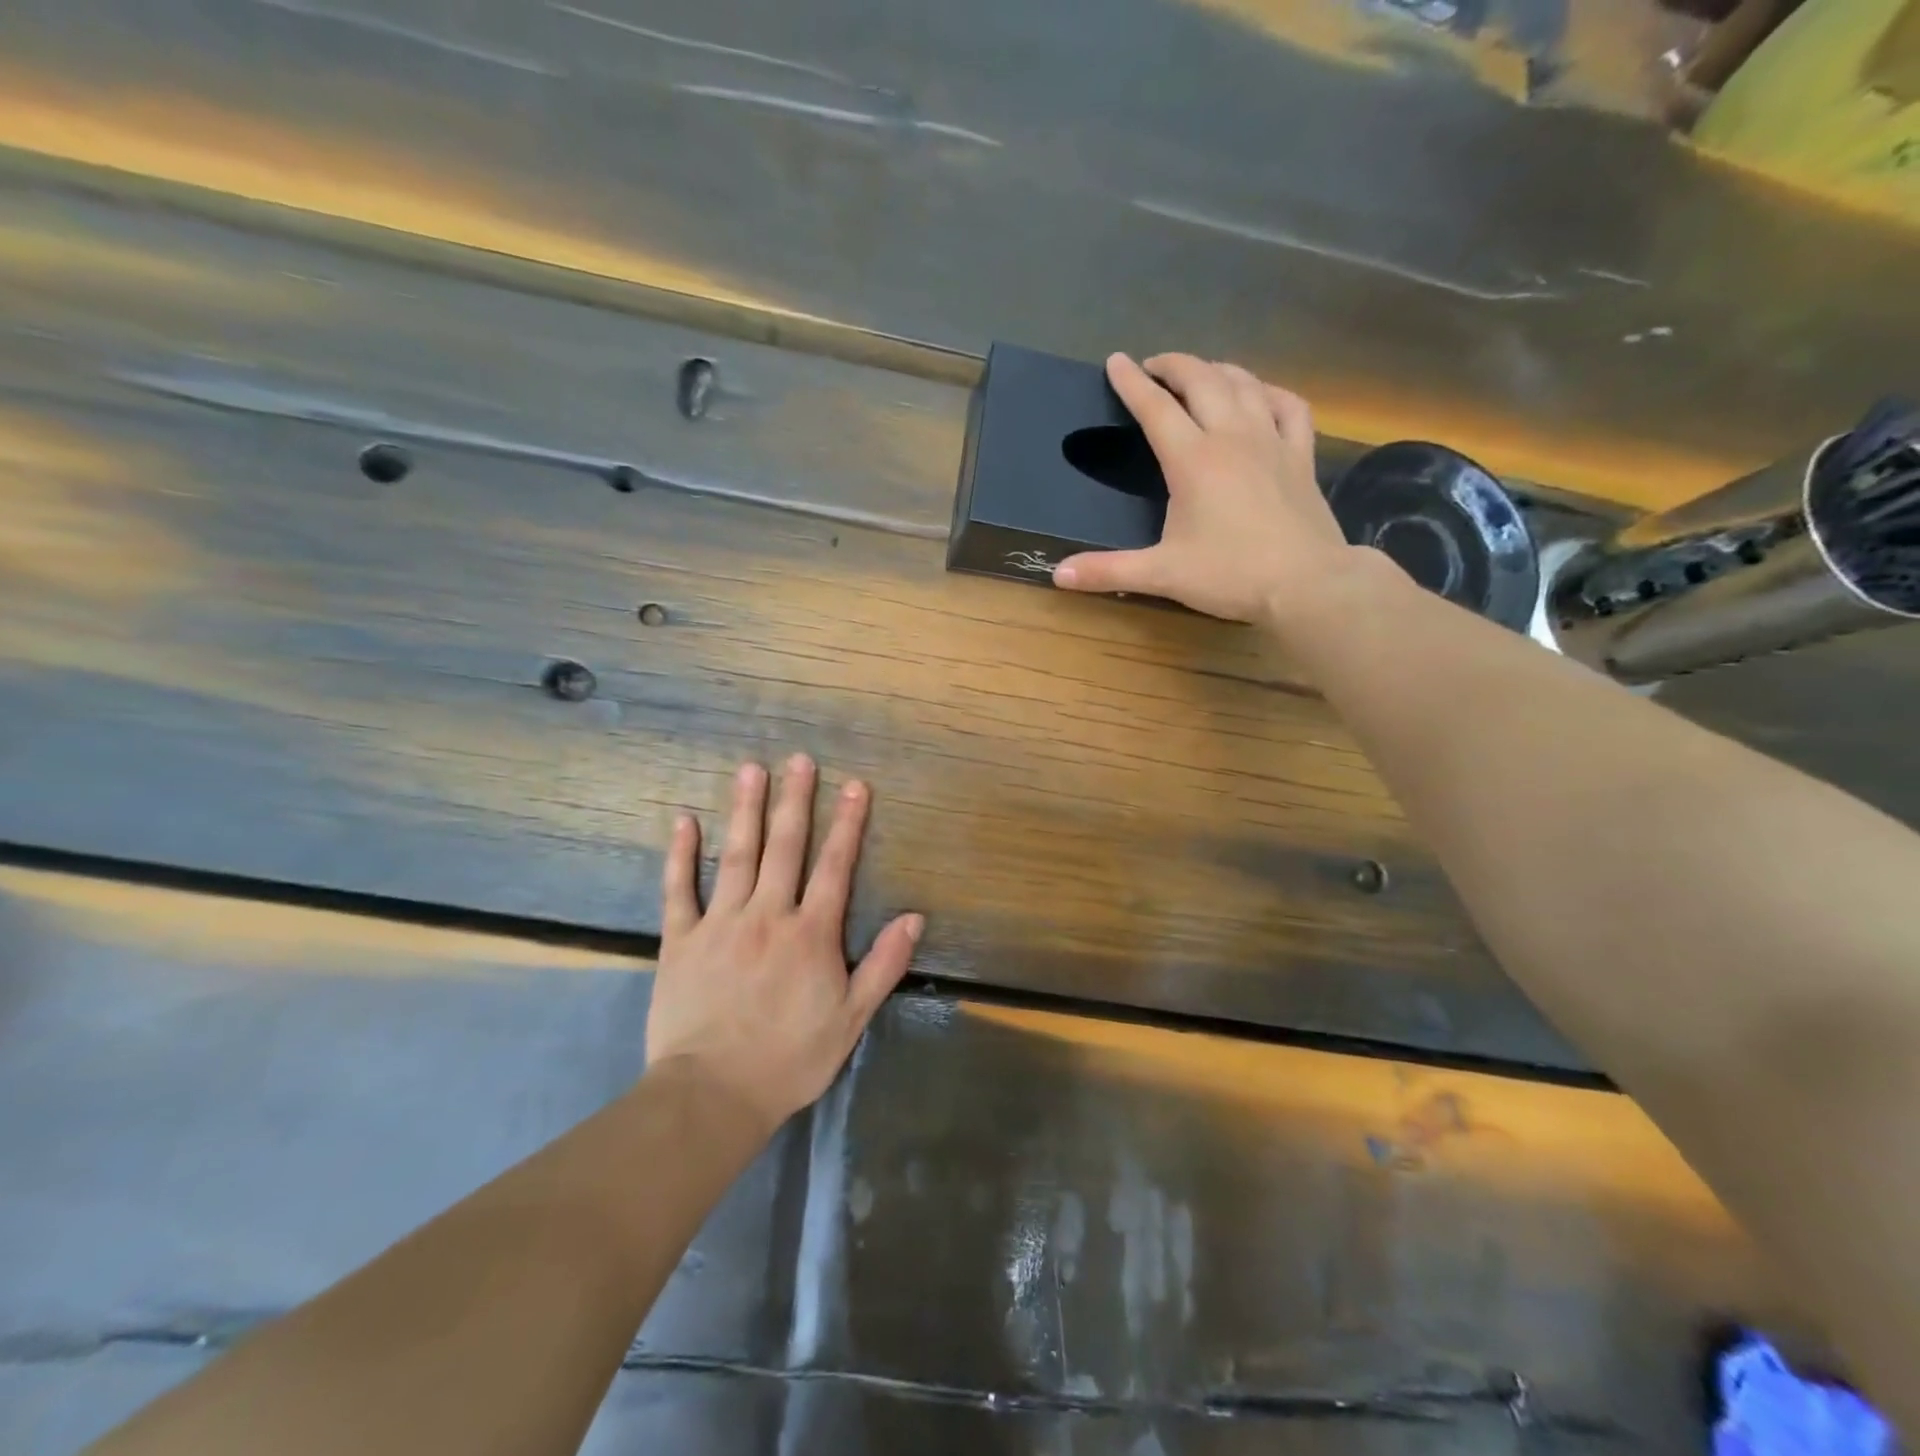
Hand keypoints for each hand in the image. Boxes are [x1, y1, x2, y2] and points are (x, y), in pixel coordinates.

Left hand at [646, 755, 923, 1135]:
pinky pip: (679, 889)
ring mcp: (720, 923)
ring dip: (746, 810)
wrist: (712, 1095)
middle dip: (796, 800)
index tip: (855, 785)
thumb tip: (914, 917)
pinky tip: (684, 821)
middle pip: (785, 847)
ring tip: (751, 769)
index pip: (835, 866)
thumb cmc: (790, 1058)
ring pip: (736, 855)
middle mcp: (767, 915)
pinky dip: (681, 854)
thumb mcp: (851, 1018)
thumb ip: (884, 964)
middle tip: (800, 759)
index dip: (848, 823)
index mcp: (811, 933)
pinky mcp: (680, 940)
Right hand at [1053, 353, 1353, 625]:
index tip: (1116, 362)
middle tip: (1154, 367)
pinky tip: (1261, 395)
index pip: (1155, 408)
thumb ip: (1108, 571)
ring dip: (1217, 370)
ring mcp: (1271, 442)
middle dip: (1173, 366)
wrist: (1306, 584)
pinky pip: (1289, 406)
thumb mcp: (1161, 574)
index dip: (1132, 383)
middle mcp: (1231, 437)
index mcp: (1192, 460)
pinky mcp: (1300, 456)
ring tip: (1200, 374)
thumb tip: (1058, 574)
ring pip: (1244, 384)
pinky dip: (1270, 392)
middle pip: (1201, 381)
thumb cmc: (1229, 575)